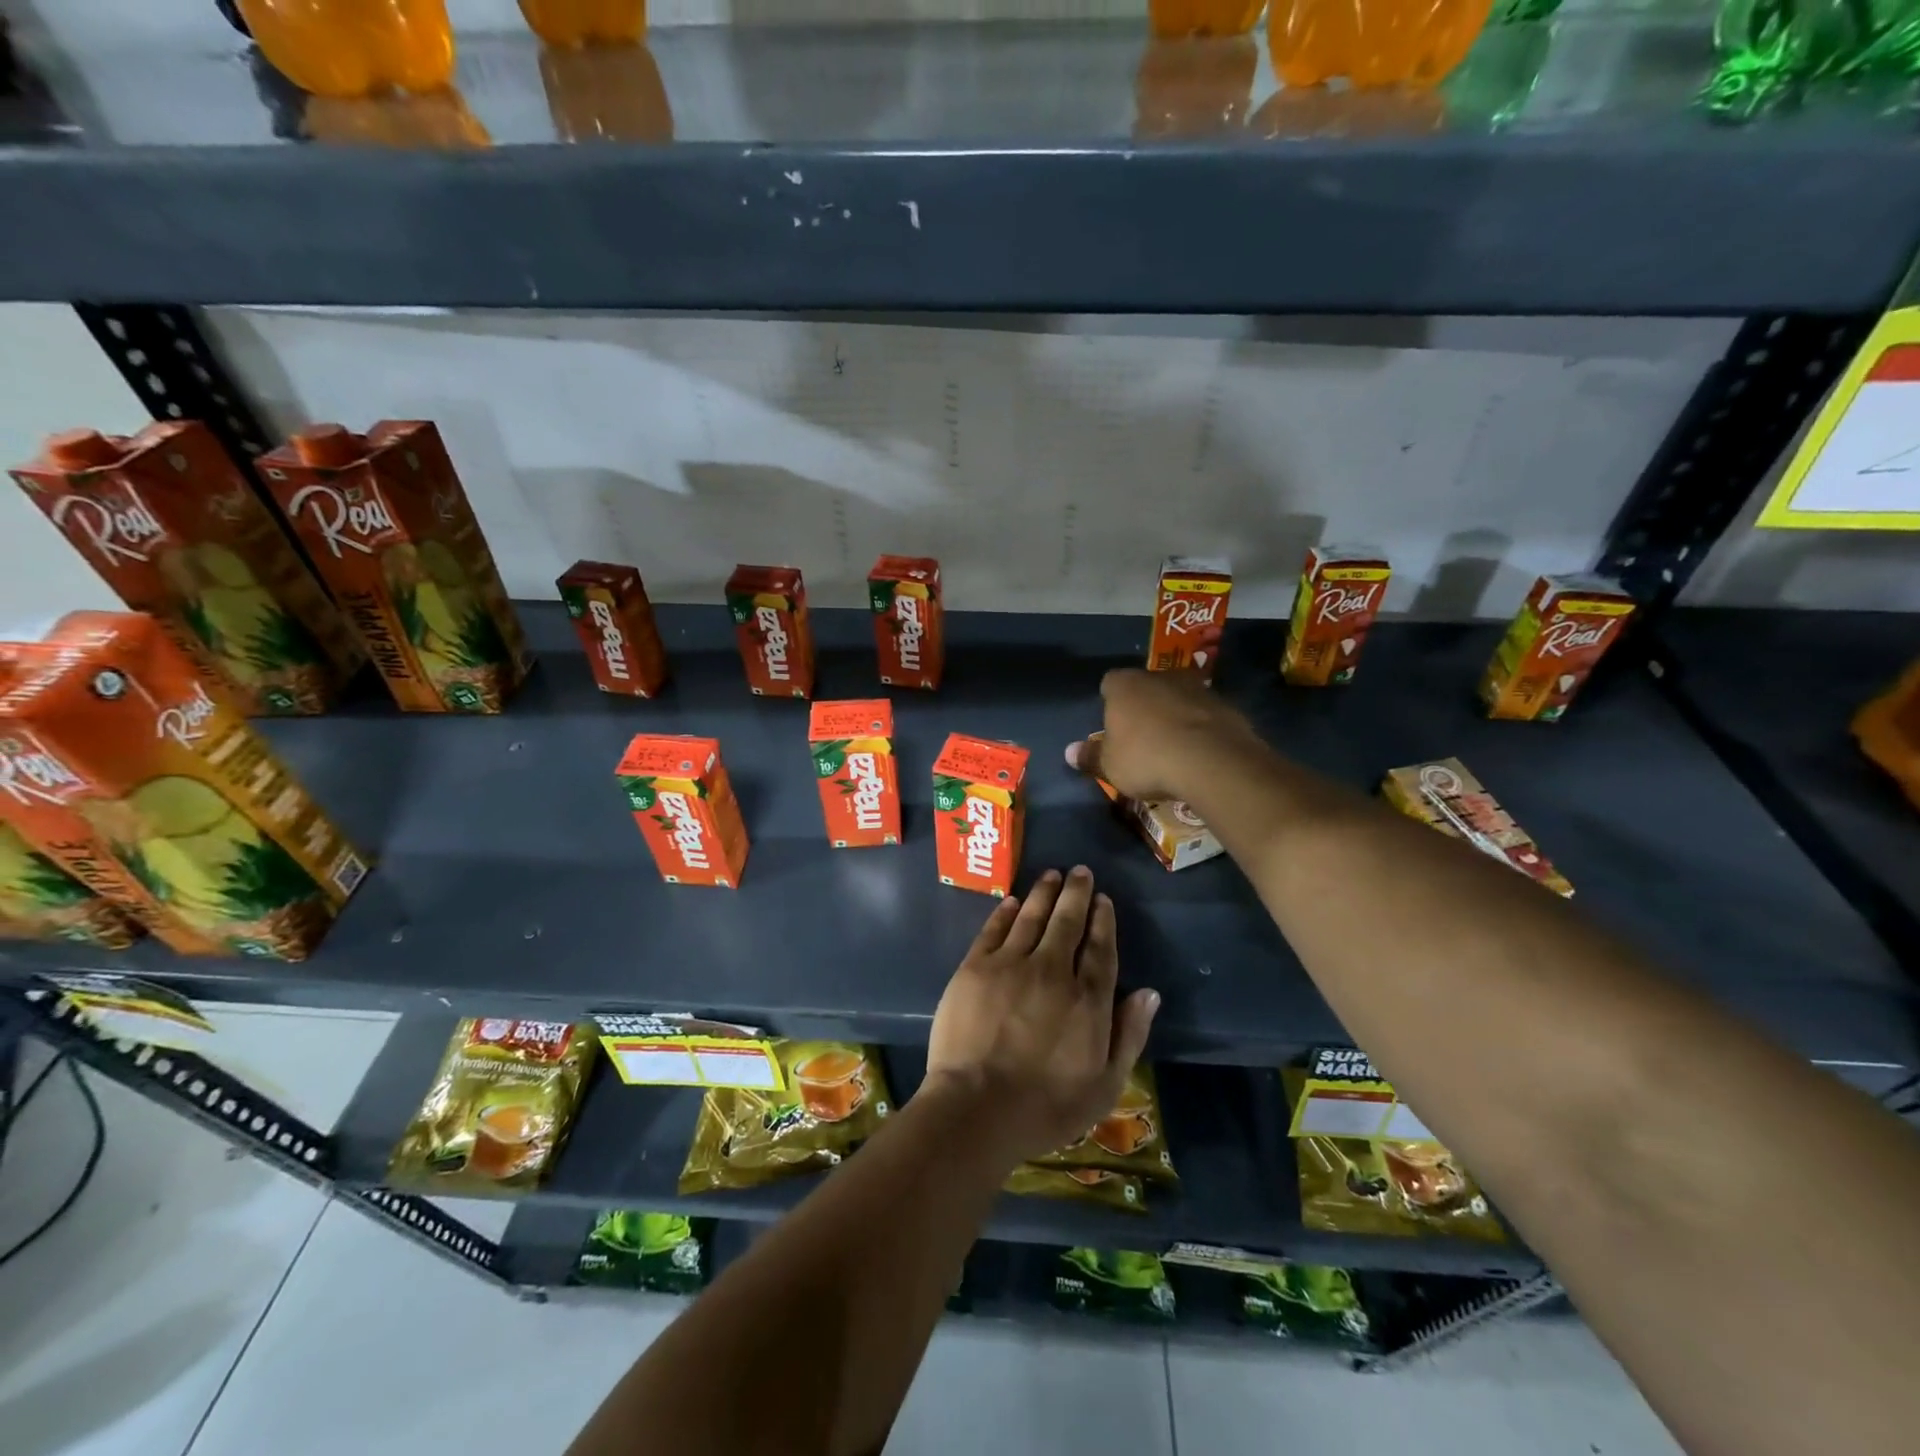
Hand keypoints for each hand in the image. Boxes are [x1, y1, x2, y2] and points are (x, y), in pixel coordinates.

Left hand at [924, 867, 1159, 1167]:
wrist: (977, 1108)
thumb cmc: (1046, 1107)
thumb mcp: (1104, 1085)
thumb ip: (1128, 1035)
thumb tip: (1149, 993)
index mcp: (1087, 999)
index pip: (1100, 948)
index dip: (1103, 921)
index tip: (1103, 900)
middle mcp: (1052, 970)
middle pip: (1067, 922)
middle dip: (1076, 893)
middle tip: (1080, 871)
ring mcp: (1010, 965)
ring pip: (1031, 917)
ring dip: (1043, 893)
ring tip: (1052, 874)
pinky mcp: (975, 968)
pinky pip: (994, 930)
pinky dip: (1005, 912)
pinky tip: (1011, 901)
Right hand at [1065, 667, 1261, 803]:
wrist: (1212, 762)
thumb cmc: (1147, 758)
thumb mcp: (1110, 766)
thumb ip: (1090, 757)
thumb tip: (1069, 752)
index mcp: (1125, 685)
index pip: (1109, 683)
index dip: (1109, 702)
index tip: (1112, 725)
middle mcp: (1159, 677)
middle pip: (1146, 687)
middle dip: (1143, 707)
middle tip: (1141, 738)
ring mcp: (1197, 688)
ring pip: (1178, 698)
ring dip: (1174, 716)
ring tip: (1172, 747)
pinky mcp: (1226, 705)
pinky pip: (1205, 715)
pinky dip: (1200, 728)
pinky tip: (1199, 753)